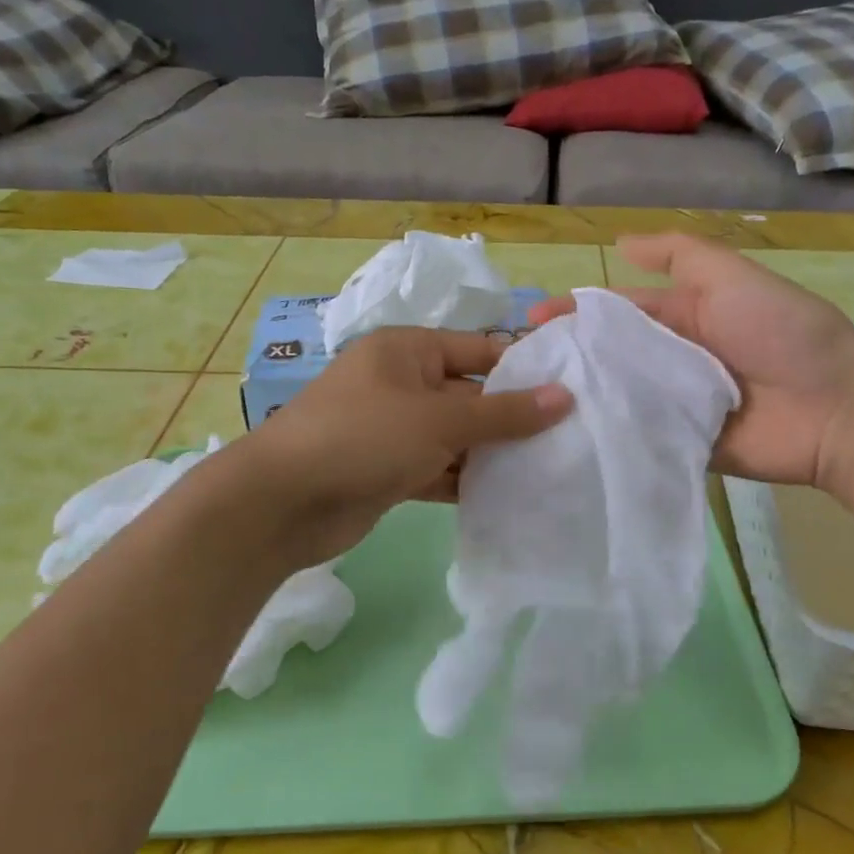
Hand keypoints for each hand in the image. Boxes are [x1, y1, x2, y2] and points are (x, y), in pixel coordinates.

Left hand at [231, 327, 571, 567]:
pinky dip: (466, 480)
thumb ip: (504, 412)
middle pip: (471, 396)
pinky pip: (438, 469)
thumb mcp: (440, 419)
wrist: (282, 503)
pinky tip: (507, 496)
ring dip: (492, 453)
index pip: (480, 351)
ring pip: (456, 437)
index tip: (571, 391)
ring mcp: (394, 429)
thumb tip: (565, 397)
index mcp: (408, 351)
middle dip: (512, 418)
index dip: (524, 369)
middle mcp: (402, 384)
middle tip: (568, 438)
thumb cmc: (364, 437)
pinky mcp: (389, 470)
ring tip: (549, 469)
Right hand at [531, 234, 853, 487]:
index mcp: (683, 317)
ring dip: (582, 400)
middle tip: (519, 370)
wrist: (835, 408)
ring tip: (529, 408)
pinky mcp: (681, 448)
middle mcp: (673, 360)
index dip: (576, 313)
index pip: (618, 312)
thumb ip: (680, 256)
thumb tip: (620, 242)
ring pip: (619, 399)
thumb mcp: (731, 277)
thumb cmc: (782, 332)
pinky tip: (564, 443)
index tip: (531, 323)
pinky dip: (609, 439)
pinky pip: (639, 440)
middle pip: (612, 357)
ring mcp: (675, 407)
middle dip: (570, 359)